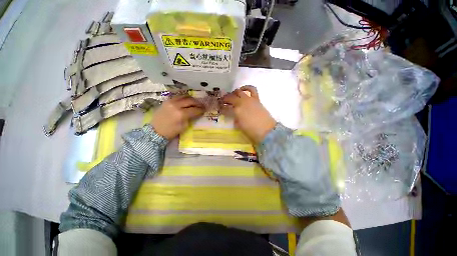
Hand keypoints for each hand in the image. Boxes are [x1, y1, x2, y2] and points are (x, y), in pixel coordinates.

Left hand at [151, 95, 204, 139]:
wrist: (155, 131)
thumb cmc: (171, 131)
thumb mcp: (184, 126)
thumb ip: (191, 118)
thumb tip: (197, 113)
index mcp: (181, 114)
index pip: (194, 109)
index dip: (201, 110)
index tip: (205, 110)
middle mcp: (176, 105)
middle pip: (190, 101)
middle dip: (197, 103)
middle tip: (201, 105)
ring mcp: (170, 102)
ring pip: (184, 96)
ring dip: (191, 99)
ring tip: (194, 103)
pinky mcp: (166, 101)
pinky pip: (177, 97)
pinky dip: (184, 98)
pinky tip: (186, 101)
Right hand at [221, 85, 275, 143]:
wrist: (266, 130)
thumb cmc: (251, 131)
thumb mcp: (239, 126)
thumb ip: (235, 118)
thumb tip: (234, 115)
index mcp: (236, 111)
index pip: (225, 107)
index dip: (222, 107)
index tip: (220, 108)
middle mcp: (241, 103)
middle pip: (230, 97)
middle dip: (225, 99)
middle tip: (224, 101)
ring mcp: (249, 99)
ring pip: (239, 91)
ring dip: (234, 93)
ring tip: (233, 95)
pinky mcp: (256, 99)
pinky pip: (251, 90)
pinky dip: (246, 88)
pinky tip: (243, 90)